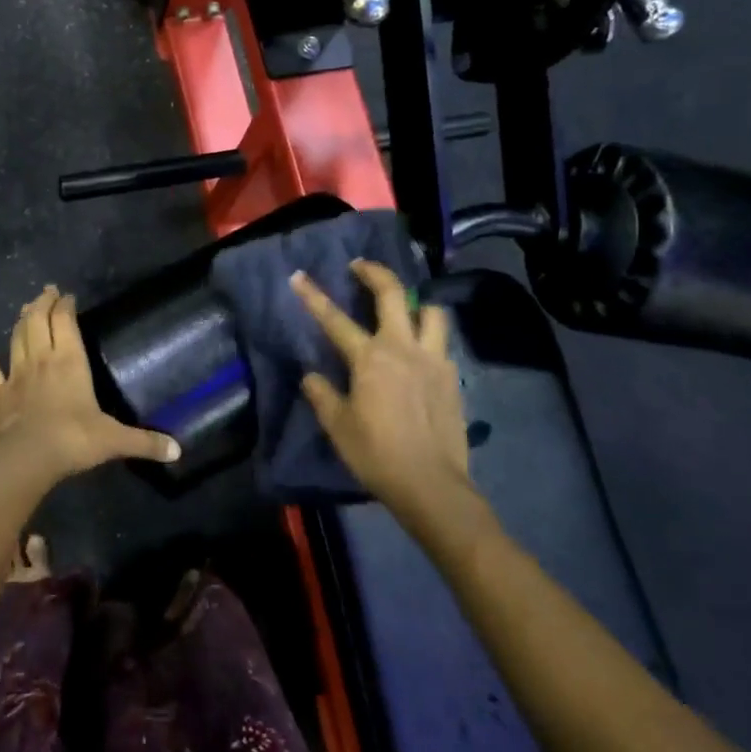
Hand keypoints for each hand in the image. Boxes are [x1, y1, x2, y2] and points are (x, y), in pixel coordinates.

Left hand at [0, 286, 180, 491]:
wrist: (24, 459)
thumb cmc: (72, 440)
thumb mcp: (114, 440)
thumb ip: (145, 442)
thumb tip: (178, 451)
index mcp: (70, 361)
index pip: (65, 321)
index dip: (65, 305)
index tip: (68, 296)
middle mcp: (42, 359)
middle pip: (38, 320)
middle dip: (43, 303)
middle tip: (47, 291)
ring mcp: (16, 375)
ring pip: (17, 337)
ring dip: (21, 319)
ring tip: (26, 307)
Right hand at [290, 260, 474, 516]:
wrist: (432, 485)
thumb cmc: (377, 455)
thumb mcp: (338, 427)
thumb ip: (322, 394)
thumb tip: (312, 376)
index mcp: (370, 358)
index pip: (335, 319)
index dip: (313, 296)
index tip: (298, 275)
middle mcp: (403, 348)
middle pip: (393, 294)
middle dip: (374, 272)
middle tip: (360, 265)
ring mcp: (433, 359)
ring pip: (431, 311)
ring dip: (416, 301)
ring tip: (405, 306)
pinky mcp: (452, 376)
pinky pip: (442, 341)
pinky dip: (430, 333)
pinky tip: (420, 348)